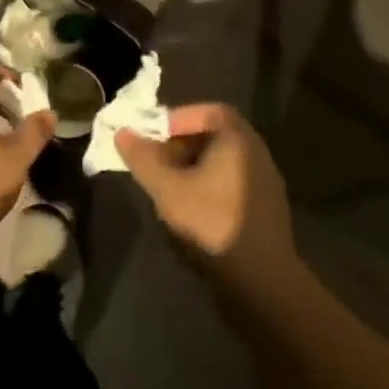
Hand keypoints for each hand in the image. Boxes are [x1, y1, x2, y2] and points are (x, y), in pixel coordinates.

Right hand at [116, 103, 297, 291]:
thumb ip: (143, 158)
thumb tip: (122, 132)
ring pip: (222, 161)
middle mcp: (256, 152)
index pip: (209, 111)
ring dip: (193, 166)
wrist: (262, 278)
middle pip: (215, 134)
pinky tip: (192, 207)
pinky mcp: (265, 207)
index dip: (179, 117)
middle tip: (156, 159)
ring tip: (168, 185)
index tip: (155, 134)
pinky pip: (232, 181)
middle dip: (181, 143)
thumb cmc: (212, 221)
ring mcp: (265, 181)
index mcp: (238, 139)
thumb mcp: (168, 188)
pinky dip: (209, 184)